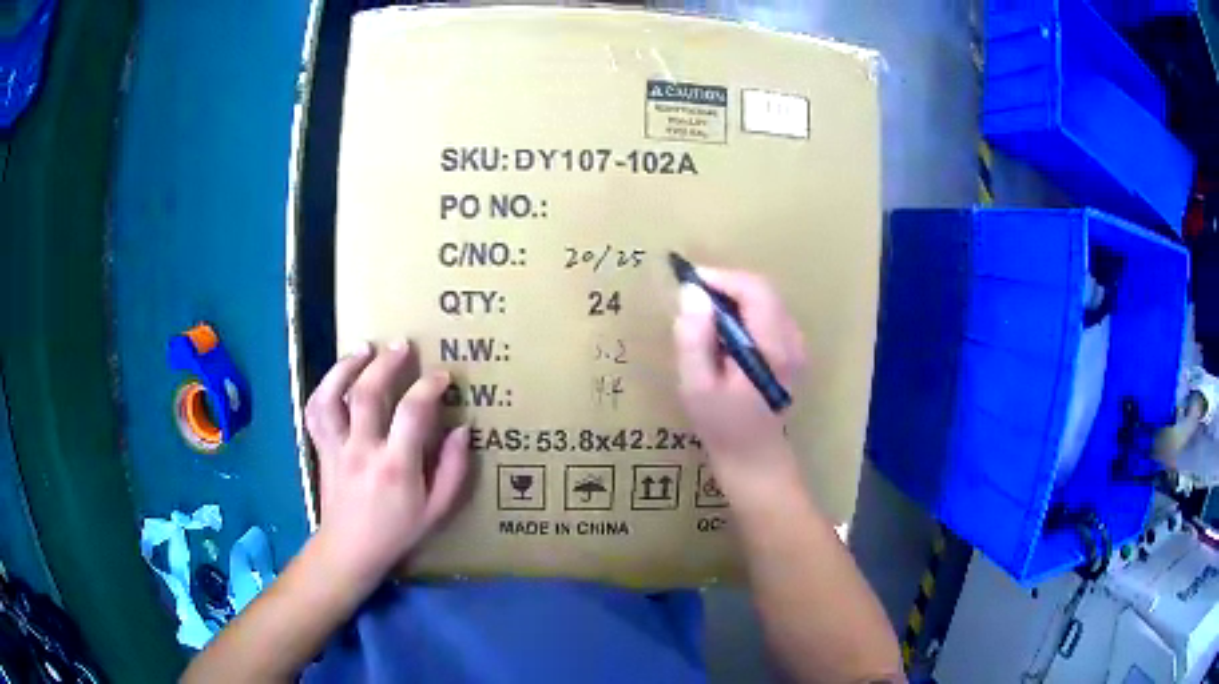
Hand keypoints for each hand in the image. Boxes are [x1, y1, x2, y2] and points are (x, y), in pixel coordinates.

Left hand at [304, 341, 469, 589]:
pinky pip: (315, 411)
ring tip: (363, 348)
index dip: (429, 387)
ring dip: (346, 366)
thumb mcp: (438, 510)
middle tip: (402, 344)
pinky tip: (337, 375)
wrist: (350, 549)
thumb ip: (454, 469)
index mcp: (396, 467)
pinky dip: (323, 388)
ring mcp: (336, 448)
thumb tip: (462, 429)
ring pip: (331, 397)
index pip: (412, 413)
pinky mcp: (321, 448)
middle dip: (386, 362)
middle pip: (366, 393)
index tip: (442, 376)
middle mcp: (362, 450)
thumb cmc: (398, 531)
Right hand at [673, 268, 805, 484]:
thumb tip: (692, 293)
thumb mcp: (697, 387)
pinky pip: (768, 315)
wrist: (755, 459)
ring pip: (766, 300)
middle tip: (691, 297)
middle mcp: (793, 340)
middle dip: (725, 285)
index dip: (720, 278)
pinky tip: (722, 332)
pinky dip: (743, 311)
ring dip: (733, 298)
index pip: (754, 290)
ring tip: (702, 314)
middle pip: (762, 290)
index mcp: (774, 348)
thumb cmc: (722, 427)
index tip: (688, 281)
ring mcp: (796, 346)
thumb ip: (694, 338)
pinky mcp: (792, 352)